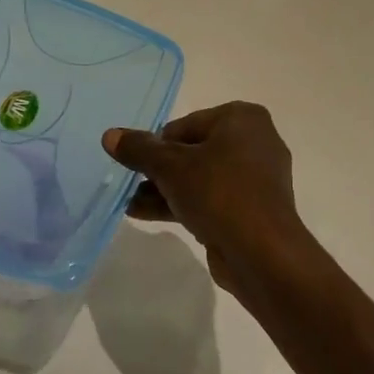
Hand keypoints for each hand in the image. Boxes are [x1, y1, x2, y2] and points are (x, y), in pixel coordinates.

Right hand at [102, 102, 308, 298]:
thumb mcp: (170, 167)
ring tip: (130, 204)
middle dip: (158, 170)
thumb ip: (139, 149)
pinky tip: (145, 214)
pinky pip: (210, 199)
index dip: (156, 146)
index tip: (135, 164)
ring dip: (164, 189)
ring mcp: (255, 178)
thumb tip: (110, 135)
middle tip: (129, 184)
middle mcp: (254, 141)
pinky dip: (182, 204)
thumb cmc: (219, 193)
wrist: (263, 254)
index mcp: (242, 119)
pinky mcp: (251, 210)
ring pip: (200, 178)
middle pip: (192, 151)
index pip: (184, 125)